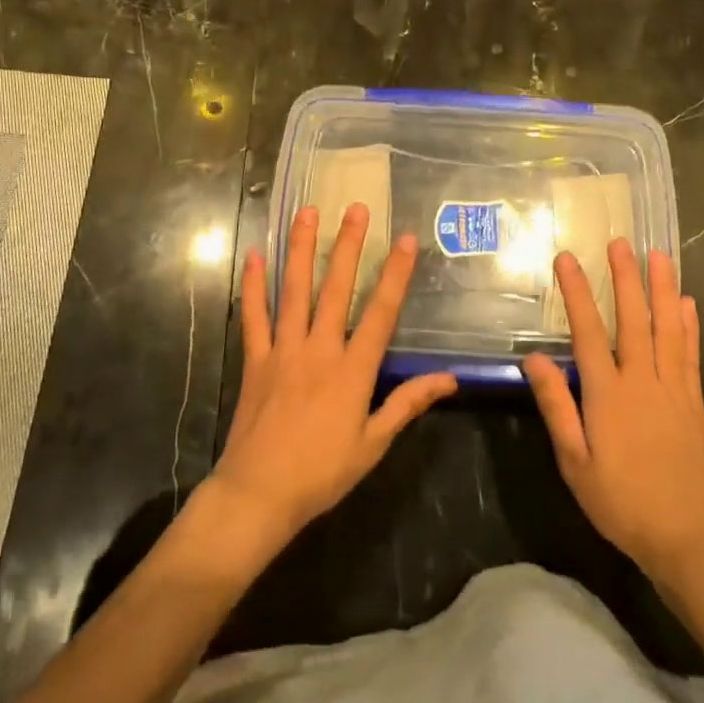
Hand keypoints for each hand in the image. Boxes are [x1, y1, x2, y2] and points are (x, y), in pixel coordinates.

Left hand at [210, 203, 457, 543]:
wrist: (258, 494)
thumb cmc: (322, 473)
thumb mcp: (374, 443)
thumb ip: (408, 403)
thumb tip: (450, 379)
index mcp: (352, 370)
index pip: (381, 312)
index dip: (395, 274)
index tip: (405, 239)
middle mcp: (319, 349)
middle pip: (336, 288)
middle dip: (348, 245)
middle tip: (355, 208)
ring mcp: (283, 350)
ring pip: (294, 291)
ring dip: (301, 249)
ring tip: (307, 213)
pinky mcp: (255, 359)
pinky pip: (254, 315)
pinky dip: (253, 285)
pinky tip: (254, 255)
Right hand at [522, 240, 703, 587]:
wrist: (683, 536)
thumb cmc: (619, 501)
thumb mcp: (574, 462)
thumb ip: (557, 406)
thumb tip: (535, 358)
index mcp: (608, 394)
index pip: (589, 331)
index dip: (577, 292)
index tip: (567, 259)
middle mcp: (642, 381)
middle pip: (633, 319)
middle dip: (625, 278)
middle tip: (620, 242)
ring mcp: (673, 389)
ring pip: (668, 328)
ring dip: (662, 289)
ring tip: (658, 255)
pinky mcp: (693, 402)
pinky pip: (691, 354)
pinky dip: (689, 325)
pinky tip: (688, 303)